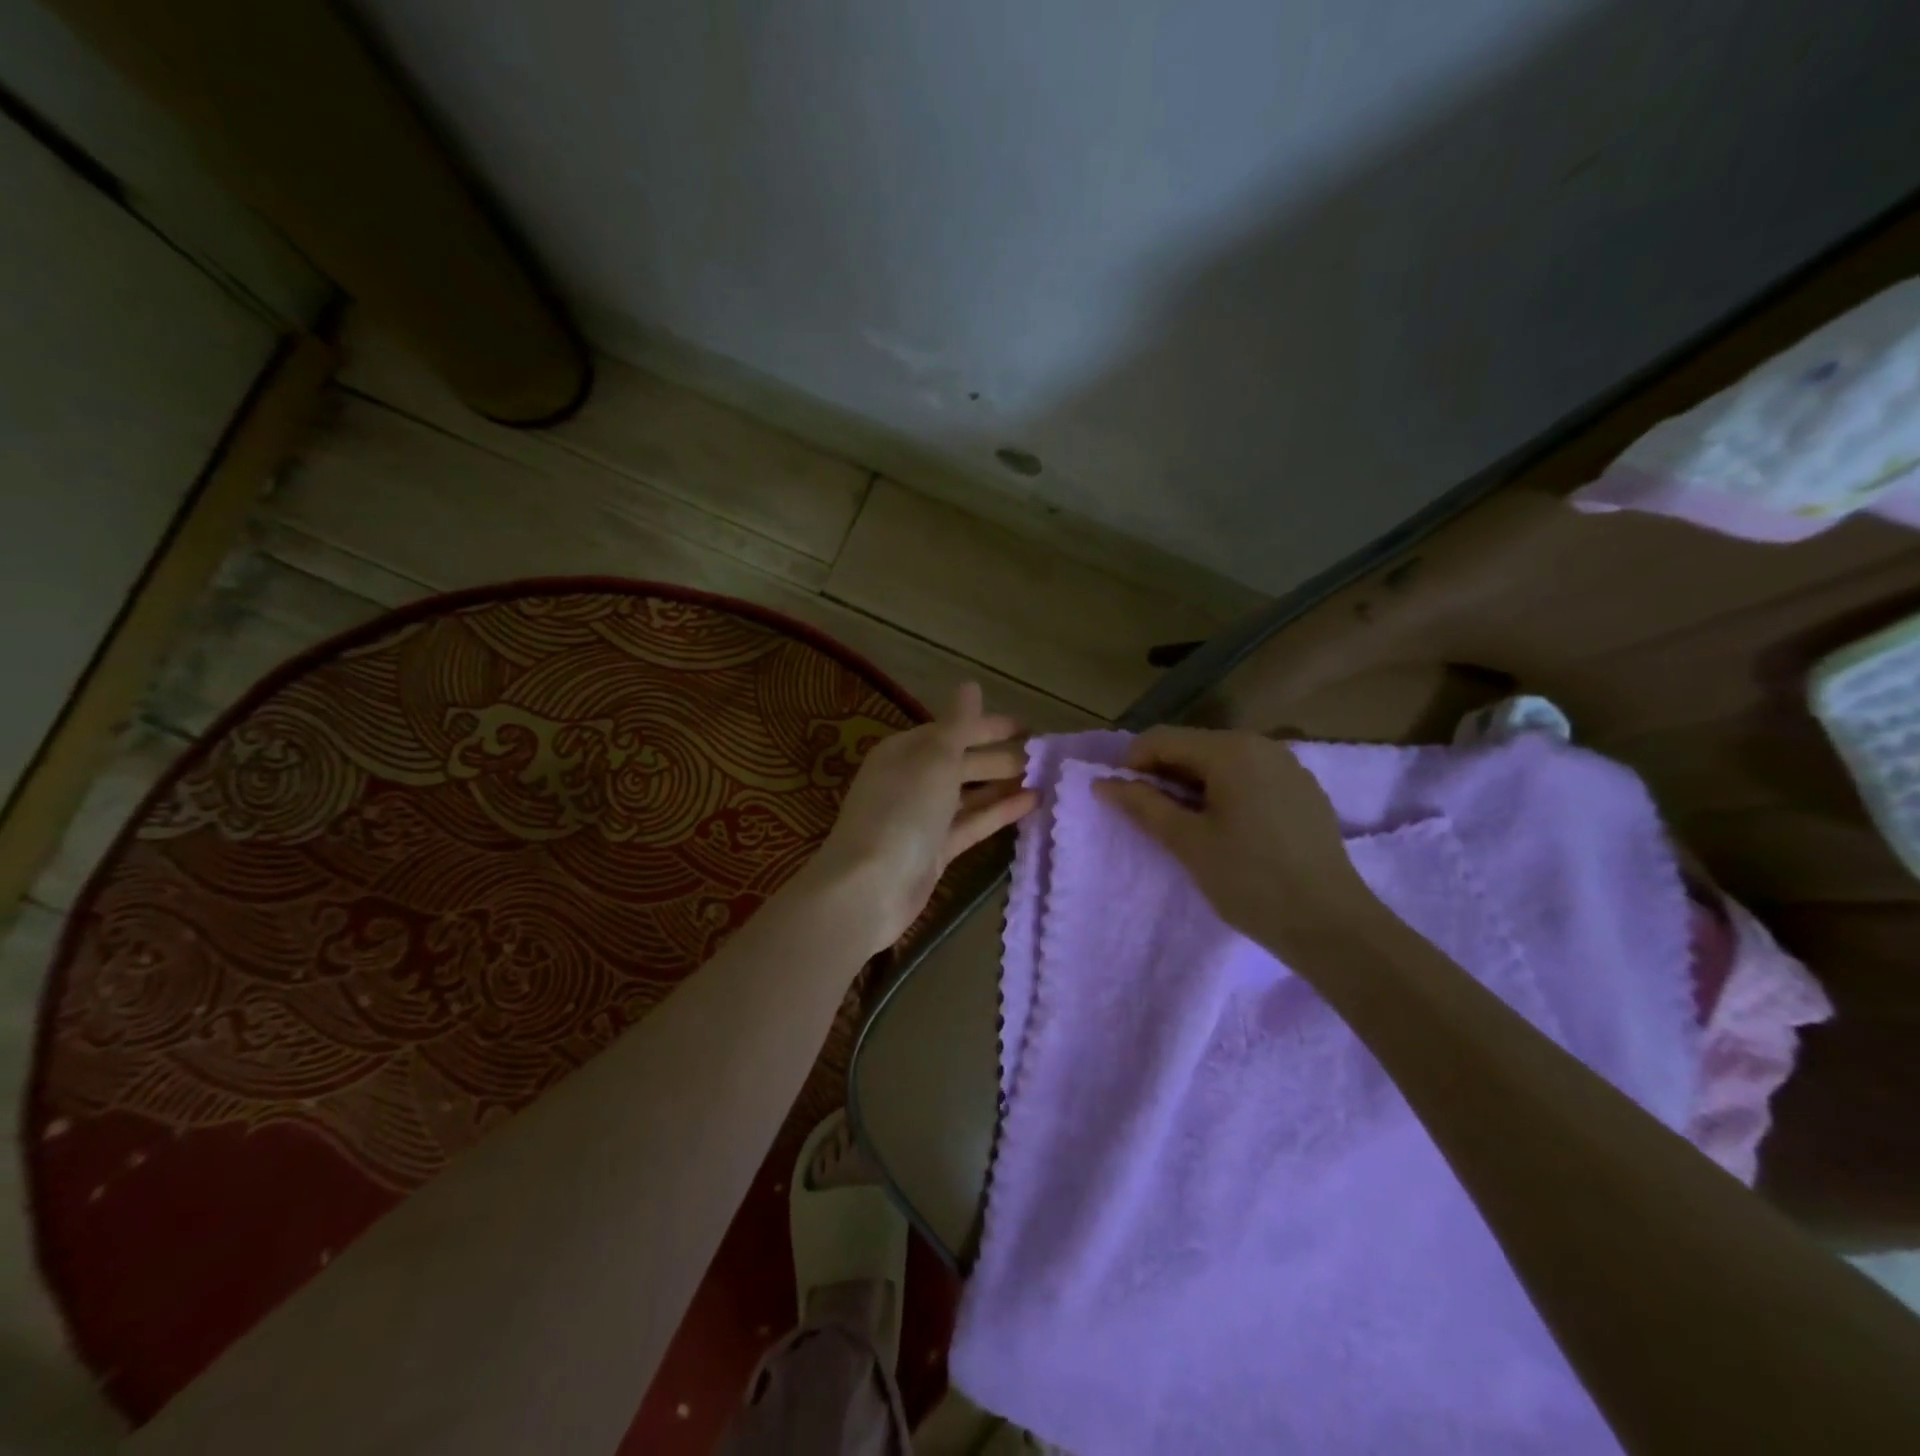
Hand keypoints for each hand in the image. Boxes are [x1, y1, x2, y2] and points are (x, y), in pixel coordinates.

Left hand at [806, 683, 1037, 956]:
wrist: (871, 887)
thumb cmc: (903, 811)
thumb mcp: (935, 758)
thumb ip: (958, 724)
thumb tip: (970, 685)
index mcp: (905, 750)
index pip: (953, 730)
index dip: (989, 726)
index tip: (1030, 728)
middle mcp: (912, 779)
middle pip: (962, 761)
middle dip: (1000, 757)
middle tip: (1045, 758)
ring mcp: (923, 817)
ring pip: (969, 794)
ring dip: (1002, 785)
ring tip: (1045, 780)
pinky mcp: (935, 850)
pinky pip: (971, 823)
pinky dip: (997, 813)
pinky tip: (1030, 805)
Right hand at [1095, 727, 1380, 952]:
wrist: (1331, 925)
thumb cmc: (1250, 880)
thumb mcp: (1187, 842)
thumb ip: (1142, 805)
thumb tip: (1103, 783)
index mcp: (1231, 750)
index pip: (1162, 739)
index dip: (1132, 764)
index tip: (1121, 800)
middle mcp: (1262, 745)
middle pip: (1193, 746)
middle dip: (1162, 774)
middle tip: (1148, 816)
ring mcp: (1288, 767)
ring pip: (1221, 762)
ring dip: (1192, 784)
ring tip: (1183, 825)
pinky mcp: (1303, 791)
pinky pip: (1250, 777)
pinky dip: (1224, 792)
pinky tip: (1225, 828)